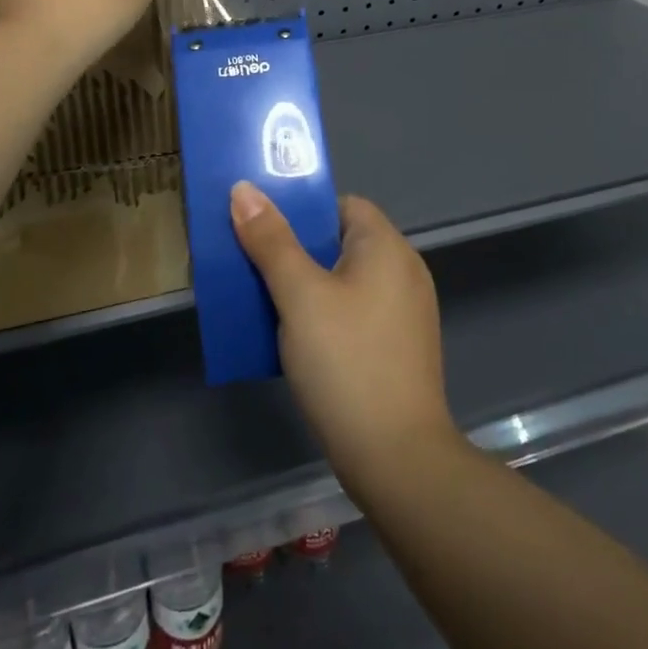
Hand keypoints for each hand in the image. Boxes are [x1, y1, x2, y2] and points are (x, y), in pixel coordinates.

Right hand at [230, 185, 460, 499]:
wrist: (396, 459)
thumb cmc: (346, 362)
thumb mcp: (298, 295)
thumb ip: (270, 240)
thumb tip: (243, 188)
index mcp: (387, 247)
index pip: (342, 205)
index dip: (301, 210)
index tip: (262, 227)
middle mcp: (403, 271)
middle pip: (340, 241)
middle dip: (294, 249)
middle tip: (251, 262)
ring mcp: (404, 313)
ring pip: (343, 280)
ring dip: (304, 285)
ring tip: (262, 298)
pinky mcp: (398, 348)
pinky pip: (353, 312)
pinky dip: (323, 314)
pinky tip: (293, 337)